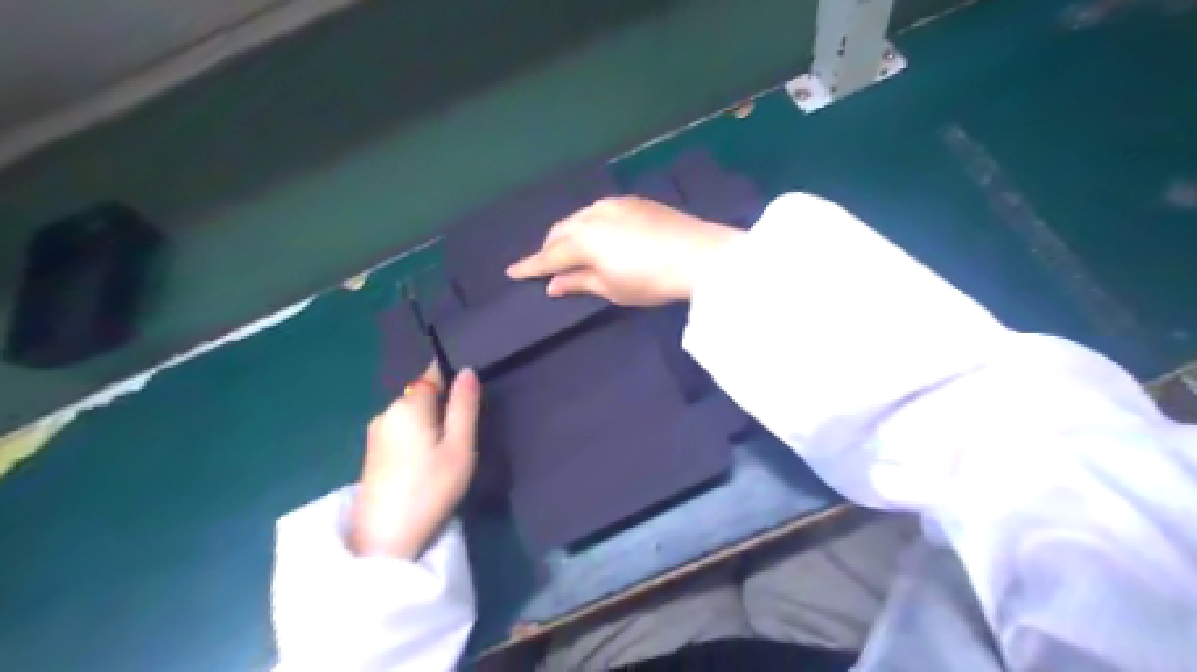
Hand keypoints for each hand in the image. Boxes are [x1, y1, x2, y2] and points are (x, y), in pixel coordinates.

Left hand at [348, 365, 480, 558]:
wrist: (384, 539)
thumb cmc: (431, 488)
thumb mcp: (460, 446)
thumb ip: (464, 406)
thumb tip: (467, 370)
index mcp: (409, 404)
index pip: (433, 373)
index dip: (454, 377)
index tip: (471, 395)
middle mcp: (387, 411)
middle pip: (422, 394)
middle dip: (443, 403)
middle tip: (466, 430)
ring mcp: (375, 433)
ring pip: (411, 413)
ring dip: (430, 422)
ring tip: (449, 448)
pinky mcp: (372, 453)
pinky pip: (401, 430)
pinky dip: (416, 436)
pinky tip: (426, 460)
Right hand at [501, 193, 739, 302]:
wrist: (698, 254)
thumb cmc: (651, 280)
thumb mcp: (612, 289)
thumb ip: (579, 282)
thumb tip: (553, 284)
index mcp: (583, 240)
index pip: (548, 256)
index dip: (530, 266)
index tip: (511, 272)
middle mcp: (592, 215)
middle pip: (560, 232)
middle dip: (550, 248)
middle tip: (546, 266)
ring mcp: (613, 204)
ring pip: (578, 217)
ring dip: (568, 234)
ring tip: (571, 250)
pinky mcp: (632, 201)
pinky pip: (598, 211)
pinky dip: (589, 224)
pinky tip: (598, 234)